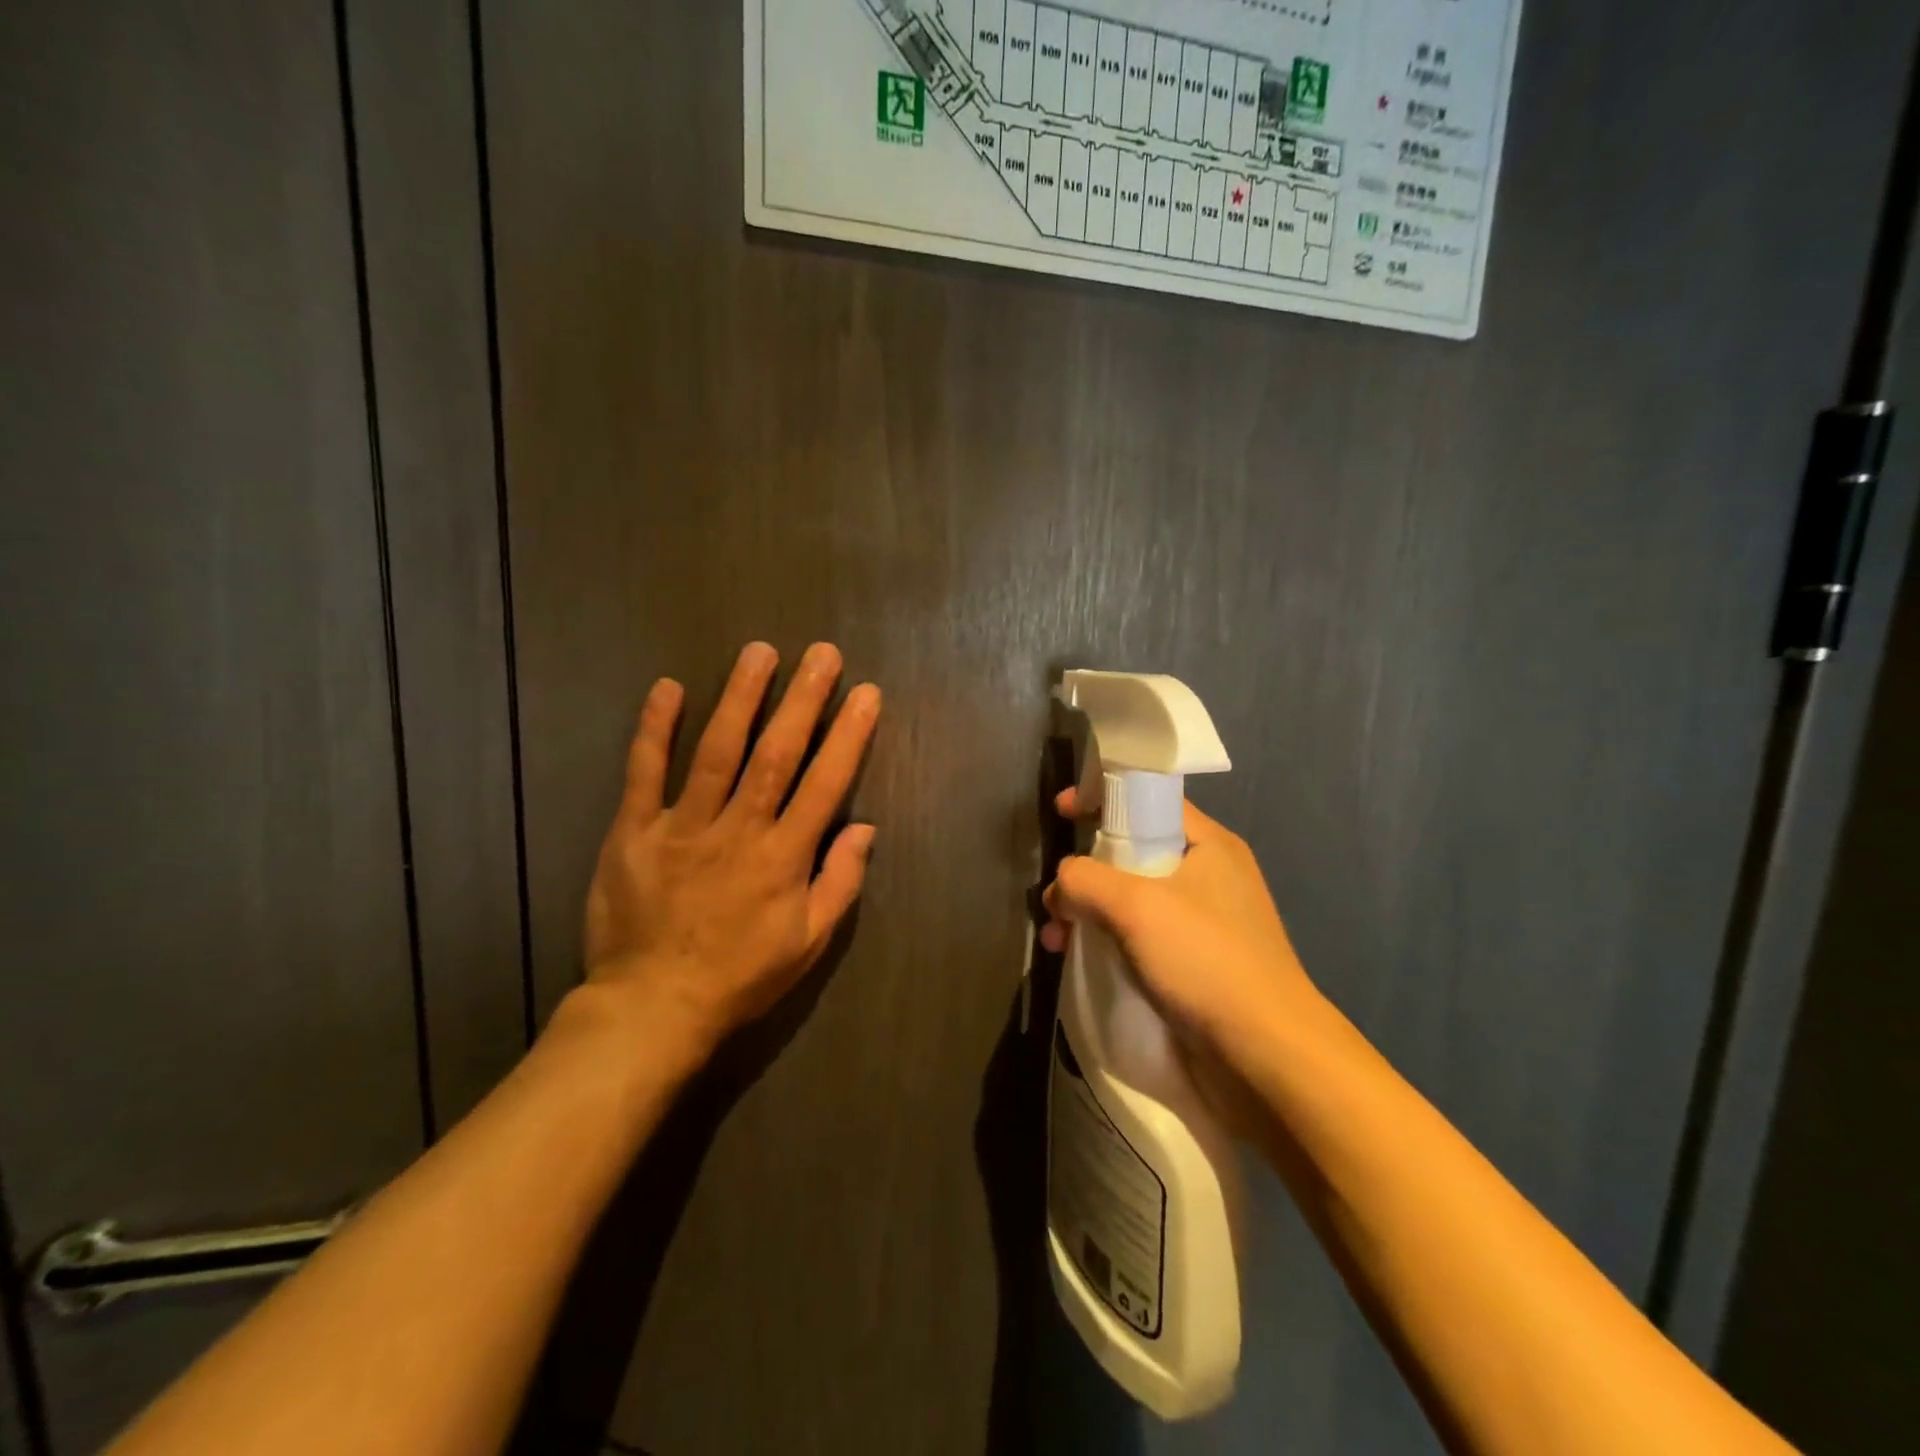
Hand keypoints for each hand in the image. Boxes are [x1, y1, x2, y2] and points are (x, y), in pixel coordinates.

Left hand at [581, 641, 880, 1058]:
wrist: (652, 1007)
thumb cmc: (741, 977)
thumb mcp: (809, 944)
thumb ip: (840, 883)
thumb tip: (865, 827)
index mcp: (783, 857)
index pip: (825, 783)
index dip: (849, 735)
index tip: (865, 694)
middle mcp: (738, 830)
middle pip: (775, 754)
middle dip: (803, 700)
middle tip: (822, 654)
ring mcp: (682, 827)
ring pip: (716, 751)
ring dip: (741, 698)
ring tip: (760, 652)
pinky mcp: (633, 831)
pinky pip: (644, 773)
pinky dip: (655, 729)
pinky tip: (668, 688)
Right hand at [1039, 789, 1315, 1071]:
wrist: (1266, 1057)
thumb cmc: (1206, 960)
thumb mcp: (1136, 905)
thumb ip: (1085, 879)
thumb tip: (1061, 886)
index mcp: (1208, 844)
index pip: (1149, 799)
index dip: (1102, 796)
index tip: (1061, 811)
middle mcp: (1207, 875)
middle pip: (1132, 851)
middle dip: (1085, 870)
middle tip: (1053, 898)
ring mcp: (1203, 922)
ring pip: (1130, 898)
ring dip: (1088, 911)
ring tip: (1056, 940)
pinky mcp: (1194, 963)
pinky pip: (1139, 935)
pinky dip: (1106, 940)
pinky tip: (1079, 961)